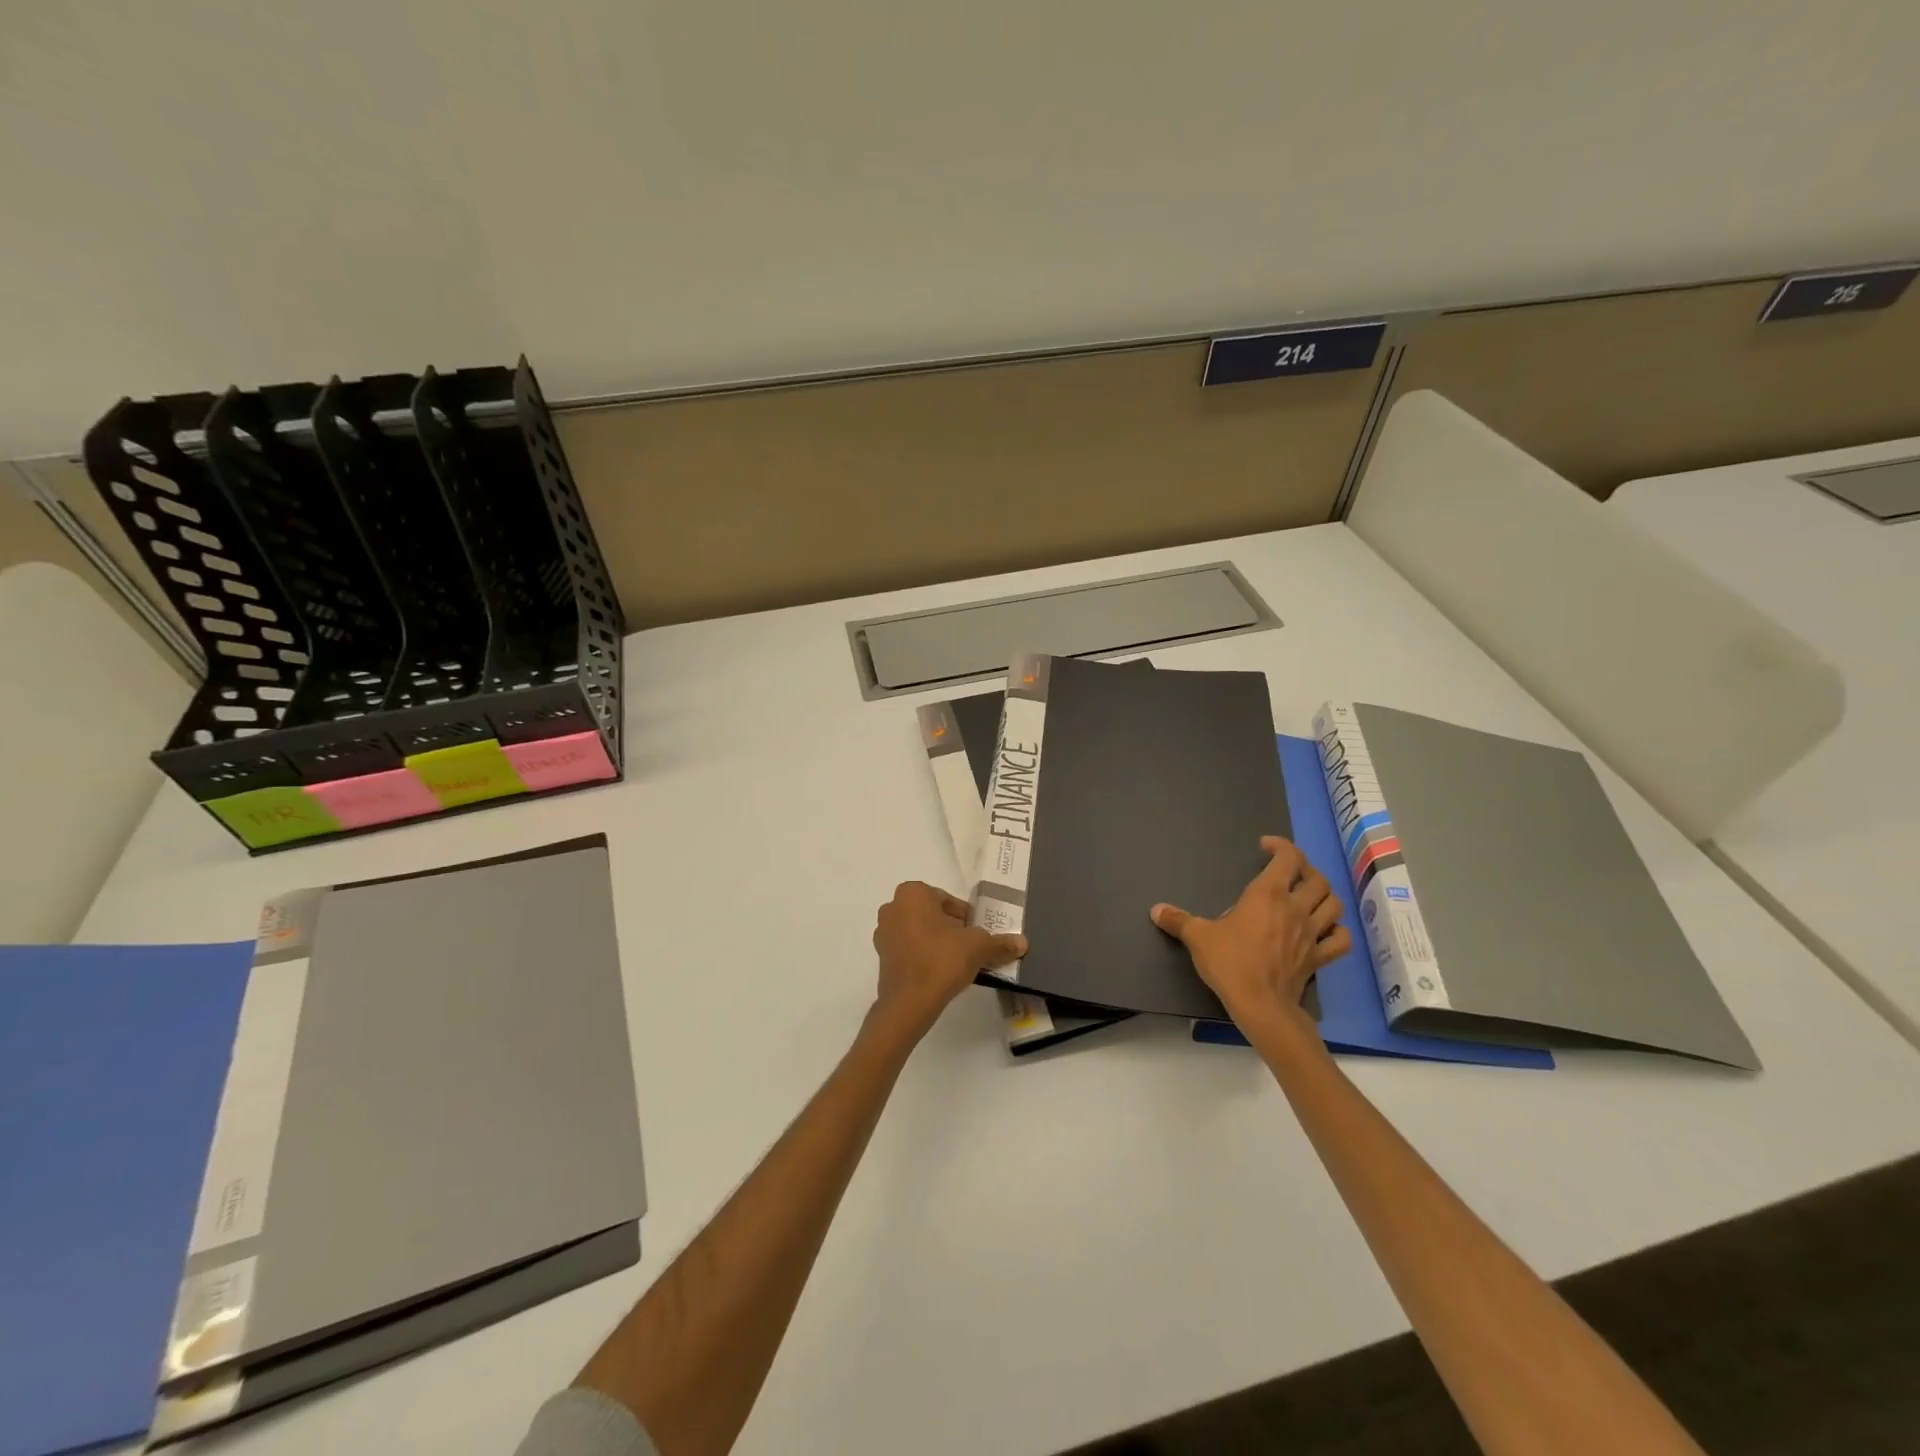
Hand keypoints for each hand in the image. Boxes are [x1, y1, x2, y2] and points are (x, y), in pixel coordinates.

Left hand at [870, 882, 1026, 1043]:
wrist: (909, 1002)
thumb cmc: (942, 960)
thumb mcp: (978, 947)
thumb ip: (1000, 942)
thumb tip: (1023, 943)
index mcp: (913, 893)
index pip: (948, 901)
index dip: (966, 918)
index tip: (977, 935)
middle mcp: (893, 907)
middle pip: (932, 914)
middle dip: (951, 929)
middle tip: (970, 948)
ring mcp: (883, 932)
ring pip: (919, 931)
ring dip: (937, 942)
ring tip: (957, 963)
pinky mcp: (881, 956)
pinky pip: (909, 949)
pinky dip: (923, 956)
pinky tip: (939, 973)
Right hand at [1150, 837, 1350, 1025]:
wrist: (1260, 1005)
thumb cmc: (1230, 963)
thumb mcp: (1198, 937)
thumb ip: (1179, 920)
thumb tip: (1156, 910)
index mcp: (1268, 894)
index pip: (1288, 858)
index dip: (1281, 846)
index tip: (1265, 847)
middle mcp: (1295, 908)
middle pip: (1317, 879)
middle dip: (1305, 869)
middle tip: (1287, 872)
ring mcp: (1312, 933)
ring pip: (1333, 904)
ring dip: (1324, 896)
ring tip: (1307, 896)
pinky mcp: (1319, 958)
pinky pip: (1340, 940)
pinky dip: (1337, 931)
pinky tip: (1325, 930)